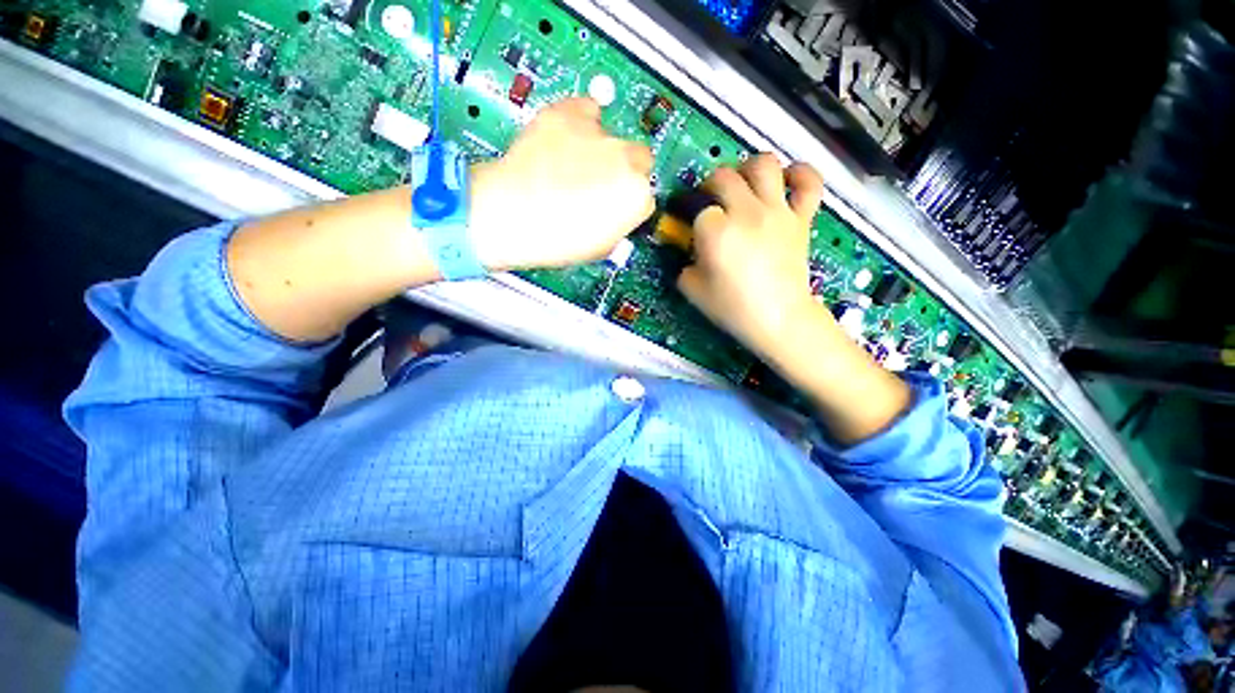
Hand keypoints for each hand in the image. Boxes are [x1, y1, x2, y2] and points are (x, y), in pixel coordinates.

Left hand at [468, 97, 654, 270]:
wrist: (511, 216)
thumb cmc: (557, 241)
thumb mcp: (601, 247)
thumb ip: (619, 224)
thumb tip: (617, 211)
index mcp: (637, 198)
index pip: (645, 195)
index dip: (627, 202)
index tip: (613, 204)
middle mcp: (626, 160)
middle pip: (640, 159)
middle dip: (624, 170)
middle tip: (598, 182)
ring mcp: (599, 133)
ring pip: (613, 135)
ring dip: (601, 148)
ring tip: (571, 164)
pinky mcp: (570, 113)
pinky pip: (586, 108)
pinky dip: (580, 120)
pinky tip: (565, 139)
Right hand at [678, 154, 910, 443]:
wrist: (778, 319)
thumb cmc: (732, 309)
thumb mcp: (692, 290)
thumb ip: (683, 265)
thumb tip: (690, 252)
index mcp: (715, 230)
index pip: (696, 206)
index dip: (688, 213)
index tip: (687, 223)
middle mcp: (745, 212)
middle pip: (723, 176)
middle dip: (710, 185)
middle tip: (709, 202)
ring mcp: (777, 212)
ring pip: (763, 165)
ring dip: (747, 168)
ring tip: (743, 183)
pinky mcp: (801, 218)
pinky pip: (809, 183)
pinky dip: (800, 174)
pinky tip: (788, 178)